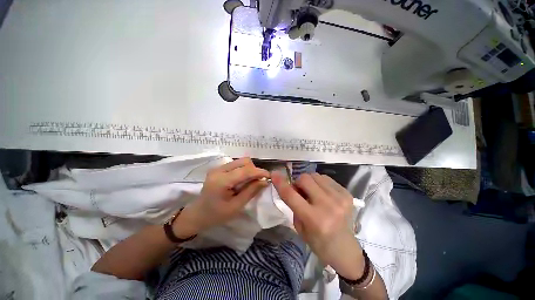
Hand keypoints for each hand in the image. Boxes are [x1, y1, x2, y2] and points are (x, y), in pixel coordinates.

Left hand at [175, 158, 269, 236]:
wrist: (198, 214)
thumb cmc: (216, 215)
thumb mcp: (236, 206)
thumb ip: (251, 191)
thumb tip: (265, 181)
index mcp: (221, 181)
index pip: (245, 171)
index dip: (259, 172)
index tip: (269, 176)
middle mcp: (219, 170)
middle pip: (244, 161)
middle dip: (254, 170)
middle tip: (258, 181)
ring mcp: (218, 167)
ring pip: (241, 161)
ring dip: (249, 169)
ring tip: (249, 182)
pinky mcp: (219, 168)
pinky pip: (236, 164)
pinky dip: (243, 170)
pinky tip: (242, 180)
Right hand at [272, 172, 364, 279]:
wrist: (345, 250)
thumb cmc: (318, 242)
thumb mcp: (300, 227)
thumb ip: (293, 204)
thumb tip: (291, 185)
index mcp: (314, 219)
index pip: (291, 195)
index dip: (281, 183)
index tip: (274, 174)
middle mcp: (328, 206)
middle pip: (305, 178)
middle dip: (298, 183)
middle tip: (300, 192)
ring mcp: (340, 198)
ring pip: (315, 175)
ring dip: (310, 182)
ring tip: (313, 193)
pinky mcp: (347, 194)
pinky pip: (326, 178)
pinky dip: (320, 183)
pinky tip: (323, 194)